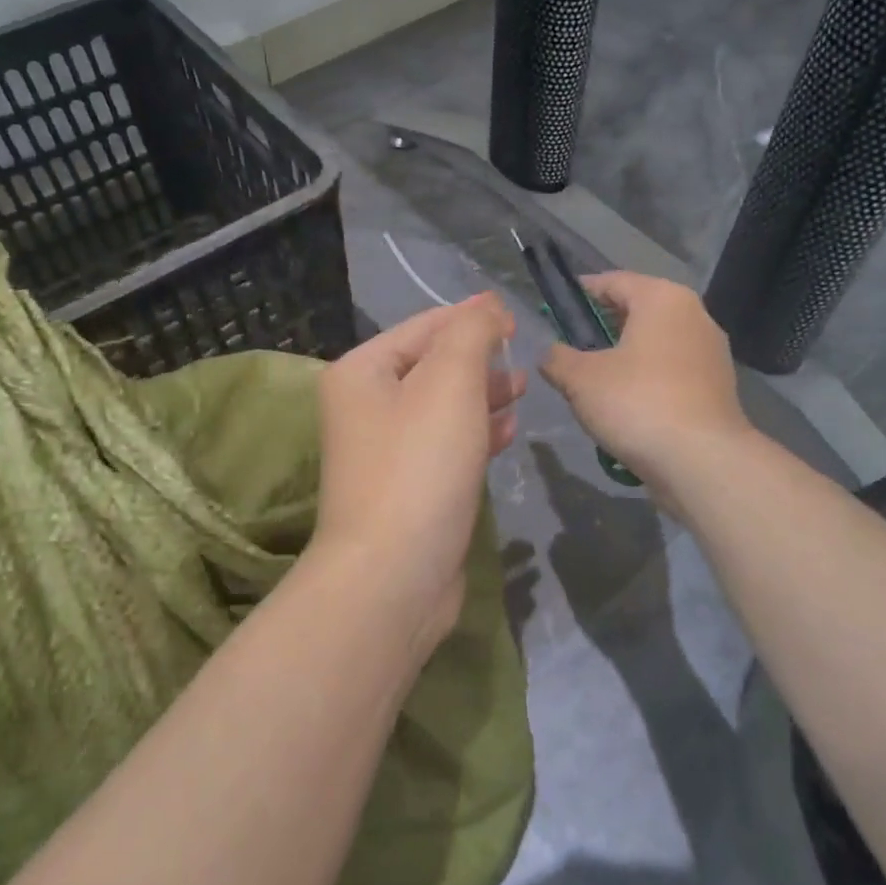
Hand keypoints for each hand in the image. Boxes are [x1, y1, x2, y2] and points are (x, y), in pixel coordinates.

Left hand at [311, 295, 523, 647]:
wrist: (394, 575)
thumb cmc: (419, 466)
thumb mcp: (449, 382)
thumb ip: (471, 334)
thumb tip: (487, 308)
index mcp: (362, 372)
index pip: (424, 326)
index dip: (472, 317)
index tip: (516, 317)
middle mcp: (365, 407)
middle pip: (432, 366)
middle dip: (479, 358)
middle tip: (522, 359)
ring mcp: (386, 452)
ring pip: (442, 407)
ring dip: (483, 395)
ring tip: (523, 390)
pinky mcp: (409, 489)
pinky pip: (446, 446)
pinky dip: (477, 434)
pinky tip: (508, 433)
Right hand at [537, 273, 750, 494]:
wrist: (701, 460)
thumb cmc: (637, 403)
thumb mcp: (580, 379)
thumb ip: (557, 358)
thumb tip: (550, 355)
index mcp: (662, 298)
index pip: (613, 281)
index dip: (581, 292)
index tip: (555, 309)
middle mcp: (694, 315)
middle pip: (638, 311)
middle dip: (602, 326)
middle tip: (571, 348)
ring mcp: (711, 352)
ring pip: (656, 343)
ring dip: (625, 356)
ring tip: (594, 381)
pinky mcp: (718, 386)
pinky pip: (672, 371)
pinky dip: (648, 379)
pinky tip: (627, 405)